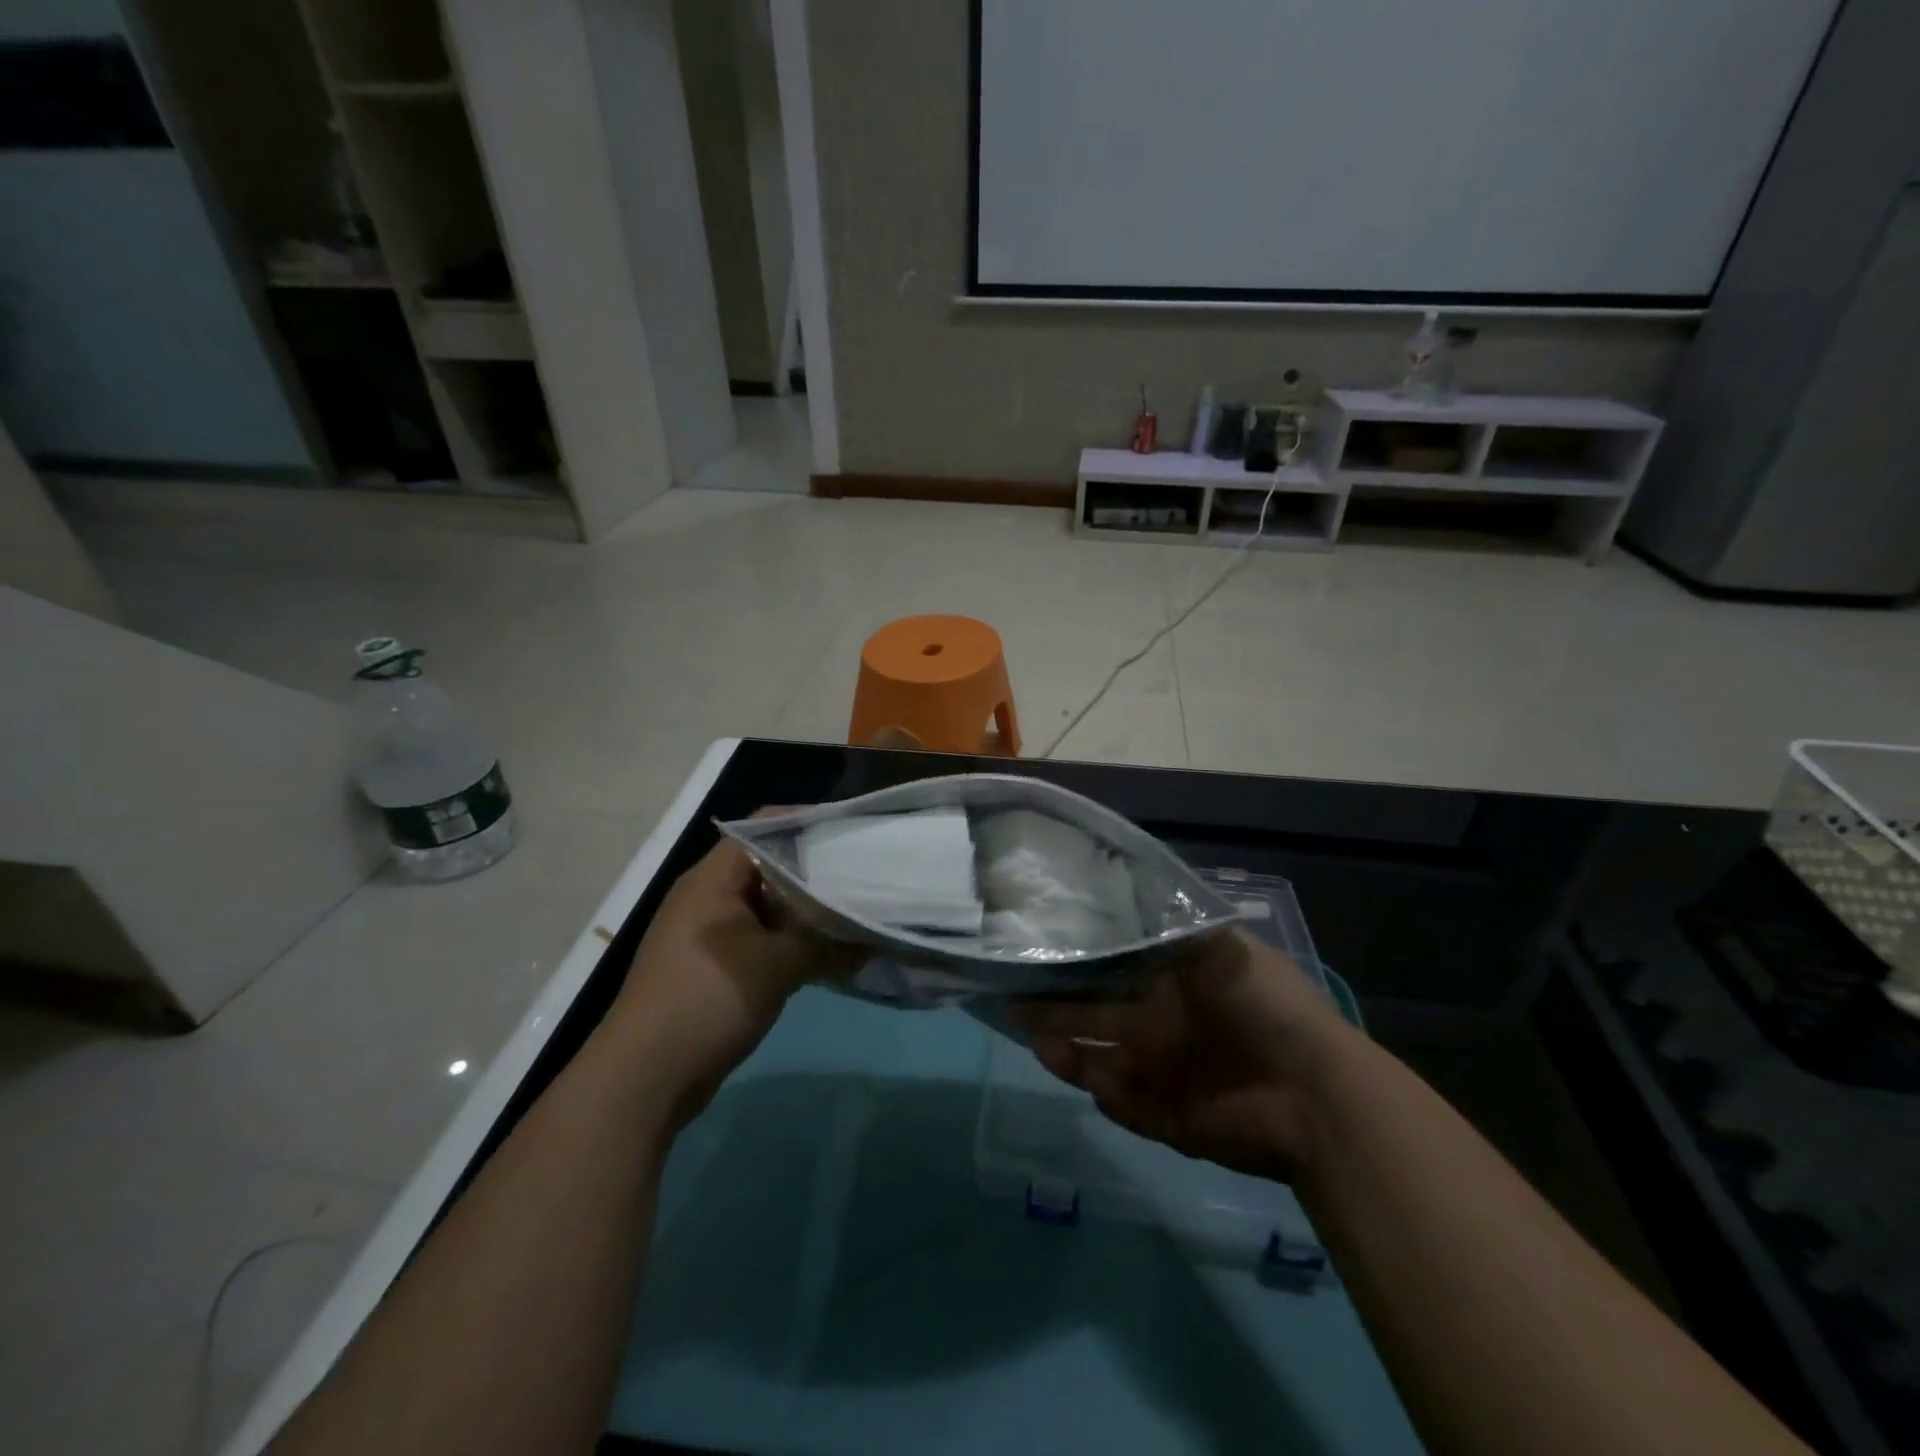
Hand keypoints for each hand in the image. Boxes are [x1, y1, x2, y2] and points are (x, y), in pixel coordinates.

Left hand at [612, 839, 853, 1124]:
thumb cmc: (708, 999)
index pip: (764, 827)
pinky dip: (791, 941)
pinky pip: (761, 938)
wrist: (644, 1077)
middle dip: (816, 872)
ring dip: (806, 912)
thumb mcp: (778, 966)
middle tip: (862, 876)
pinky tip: (827, 953)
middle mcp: (709, 895)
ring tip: (854, 912)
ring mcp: (710, 932)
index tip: (850, 835)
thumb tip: (874, 940)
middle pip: (770, 866)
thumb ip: (829, 944)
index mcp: (714, 877)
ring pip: (768, 906)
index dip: (807, 824)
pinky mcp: (715, 965)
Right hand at [1014, 931, 1357, 1181]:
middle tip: (1012, 997)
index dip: (1079, 958)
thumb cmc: (1267, 1009)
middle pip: (1095, 1012)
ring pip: (1098, 1059)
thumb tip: (1127, 884)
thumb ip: (1174, 925)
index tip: (1039, 945)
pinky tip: (1093, 1080)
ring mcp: (1162, 1071)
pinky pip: (1123, 1105)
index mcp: (1173, 982)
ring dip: (1066, 1050)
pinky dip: (1105, 1094)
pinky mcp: (1166, 1117)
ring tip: (1035, 1040)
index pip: (1113, 966)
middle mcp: (1161, 1023)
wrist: (1316, 1096)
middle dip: (1055, 1005)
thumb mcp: (1223, 949)